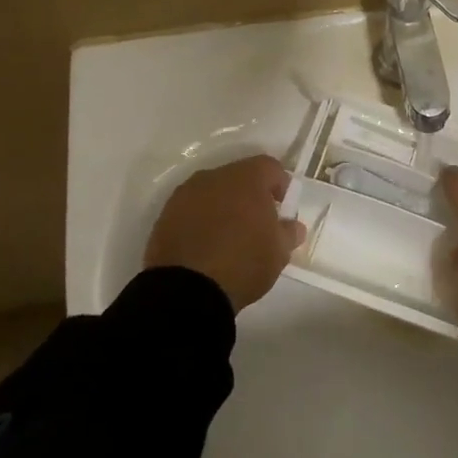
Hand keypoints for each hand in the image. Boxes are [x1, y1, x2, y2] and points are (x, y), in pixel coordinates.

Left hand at [144, 154, 306, 312]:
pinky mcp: (165, 215)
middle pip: (239, 176)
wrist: (186, 290)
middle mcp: (214, 177)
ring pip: (212, 191)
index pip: (270, 167)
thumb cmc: (242, 263)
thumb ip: (288, 233)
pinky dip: (201, 219)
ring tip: (229, 235)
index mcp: (246, 178)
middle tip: (257, 222)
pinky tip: (206, 244)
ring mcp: (186, 194)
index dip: (280, 184)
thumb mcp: (278, 252)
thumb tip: (292, 226)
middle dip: (250, 194)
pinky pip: (191, 209)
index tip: (282, 208)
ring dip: (223, 205)